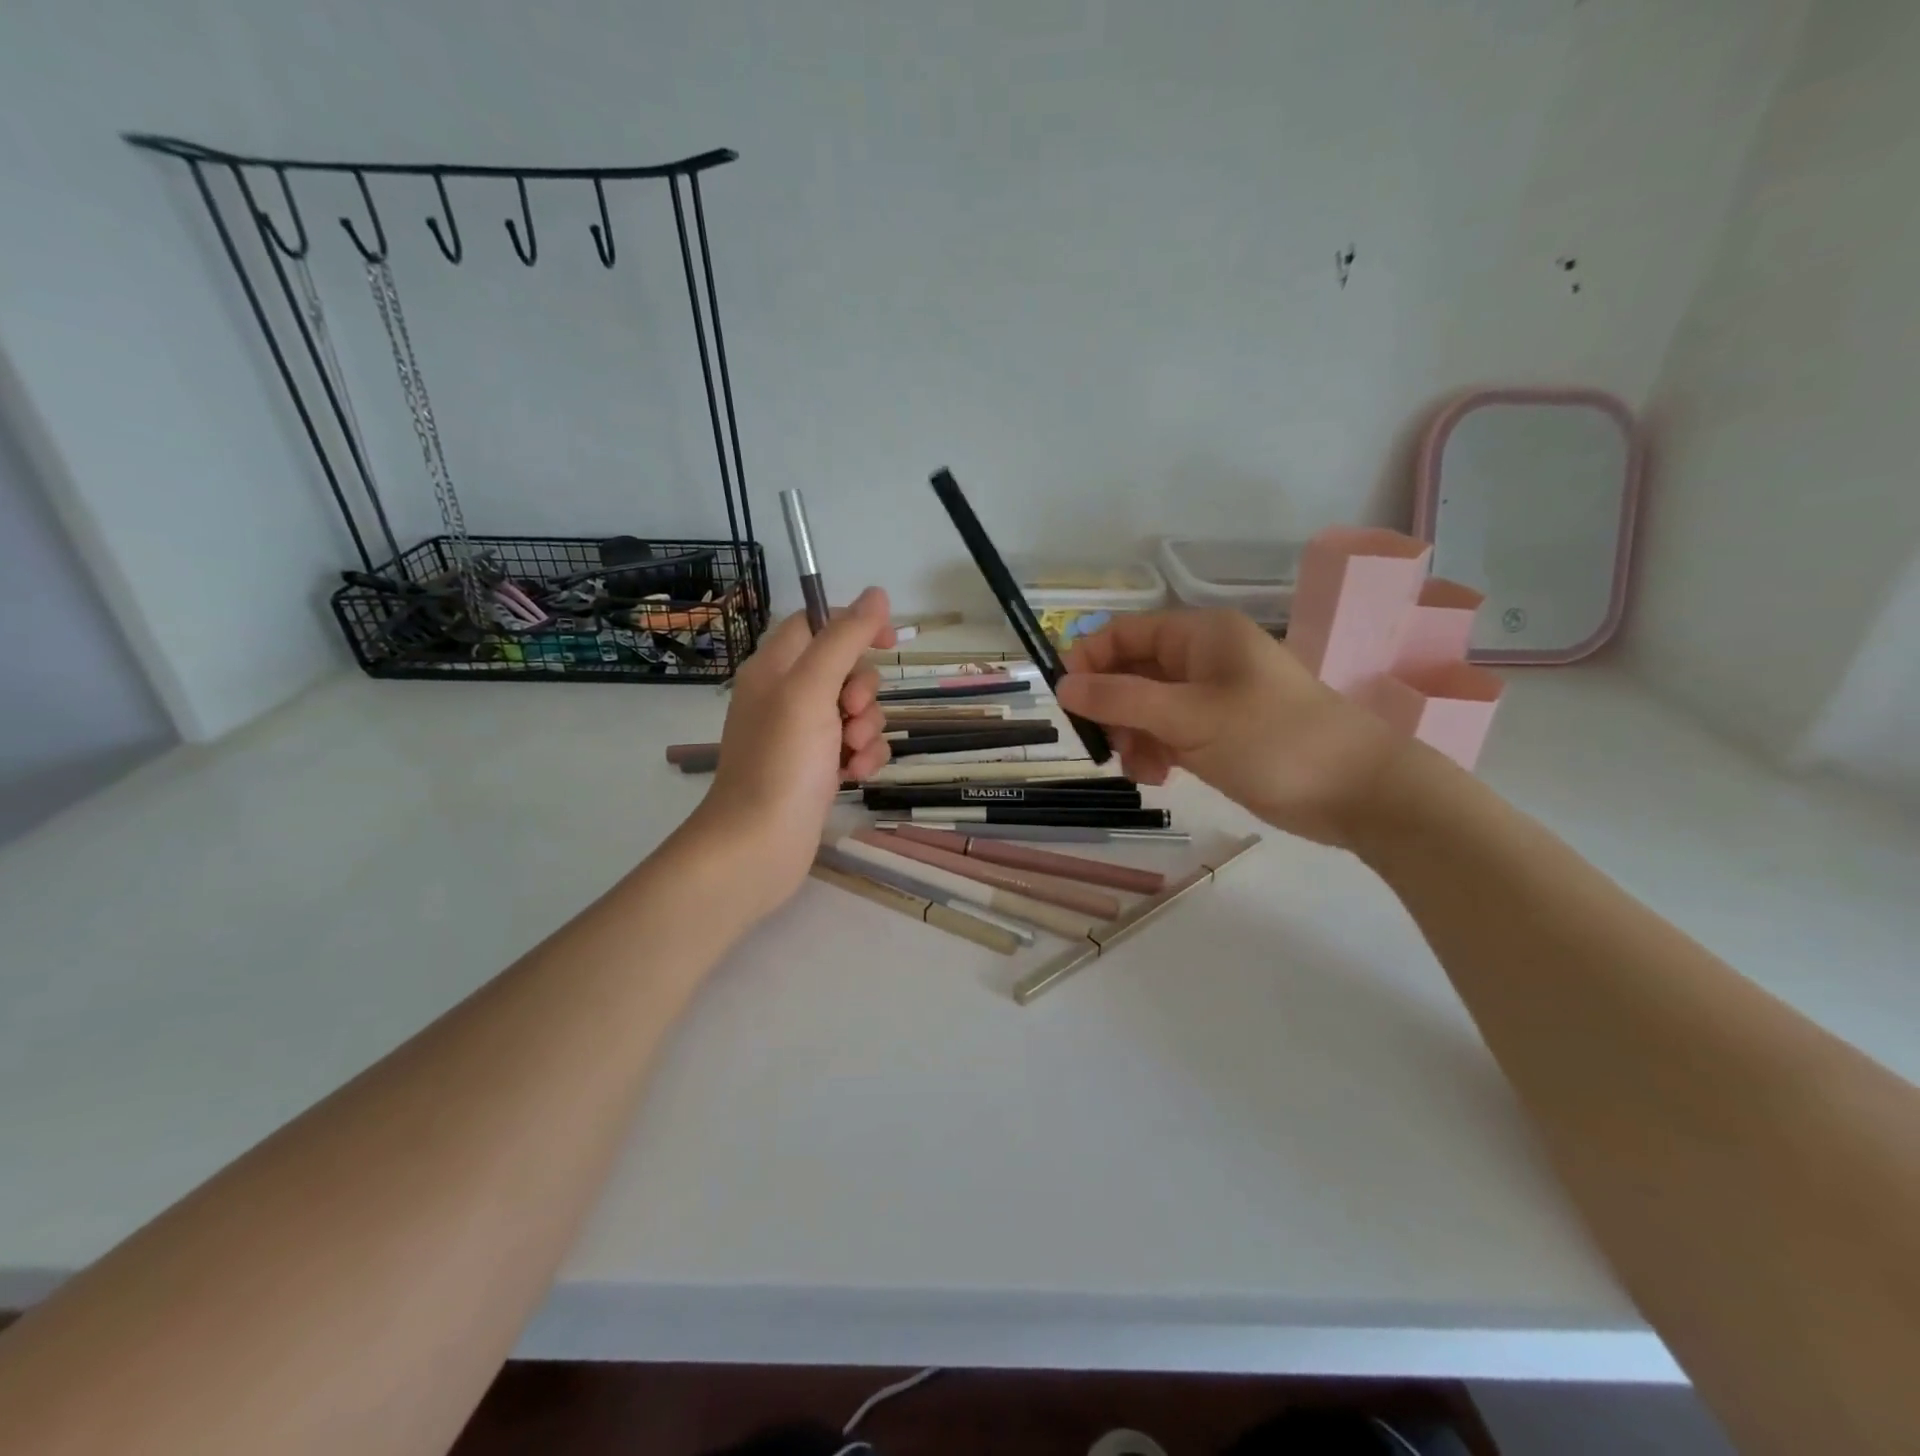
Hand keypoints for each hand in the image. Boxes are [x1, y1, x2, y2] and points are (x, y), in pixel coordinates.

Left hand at [680, 587, 894, 920]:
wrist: (758, 846)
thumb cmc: (781, 761)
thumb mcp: (812, 689)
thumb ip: (844, 639)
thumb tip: (876, 594)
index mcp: (775, 667)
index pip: (817, 623)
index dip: (854, 625)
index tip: (888, 642)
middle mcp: (787, 696)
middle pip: (844, 669)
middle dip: (863, 691)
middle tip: (849, 714)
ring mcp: (803, 736)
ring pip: (856, 712)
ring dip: (867, 729)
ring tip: (852, 755)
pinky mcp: (818, 769)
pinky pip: (856, 747)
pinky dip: (863, 758)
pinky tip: (856, 777)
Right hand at [1058, 608, 1407, 848]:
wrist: (1357, 791)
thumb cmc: (1273, 739)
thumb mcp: (1189, 716)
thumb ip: (1121, 698)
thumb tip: (1061, 685)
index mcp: (1199, 635)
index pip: (1124, 633)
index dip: (1090, 660)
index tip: (1068, 701)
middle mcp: (1201, 659)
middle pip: (1131, 673)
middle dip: (1112, 709)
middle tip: (1106, 745)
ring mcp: (1210, 698)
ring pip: (1145, 708)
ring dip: (1132, 738)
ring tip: (1143, 770)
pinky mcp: (1218, 733)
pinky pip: (1167, 734)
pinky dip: (1155, 753)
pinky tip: (1161, 777)